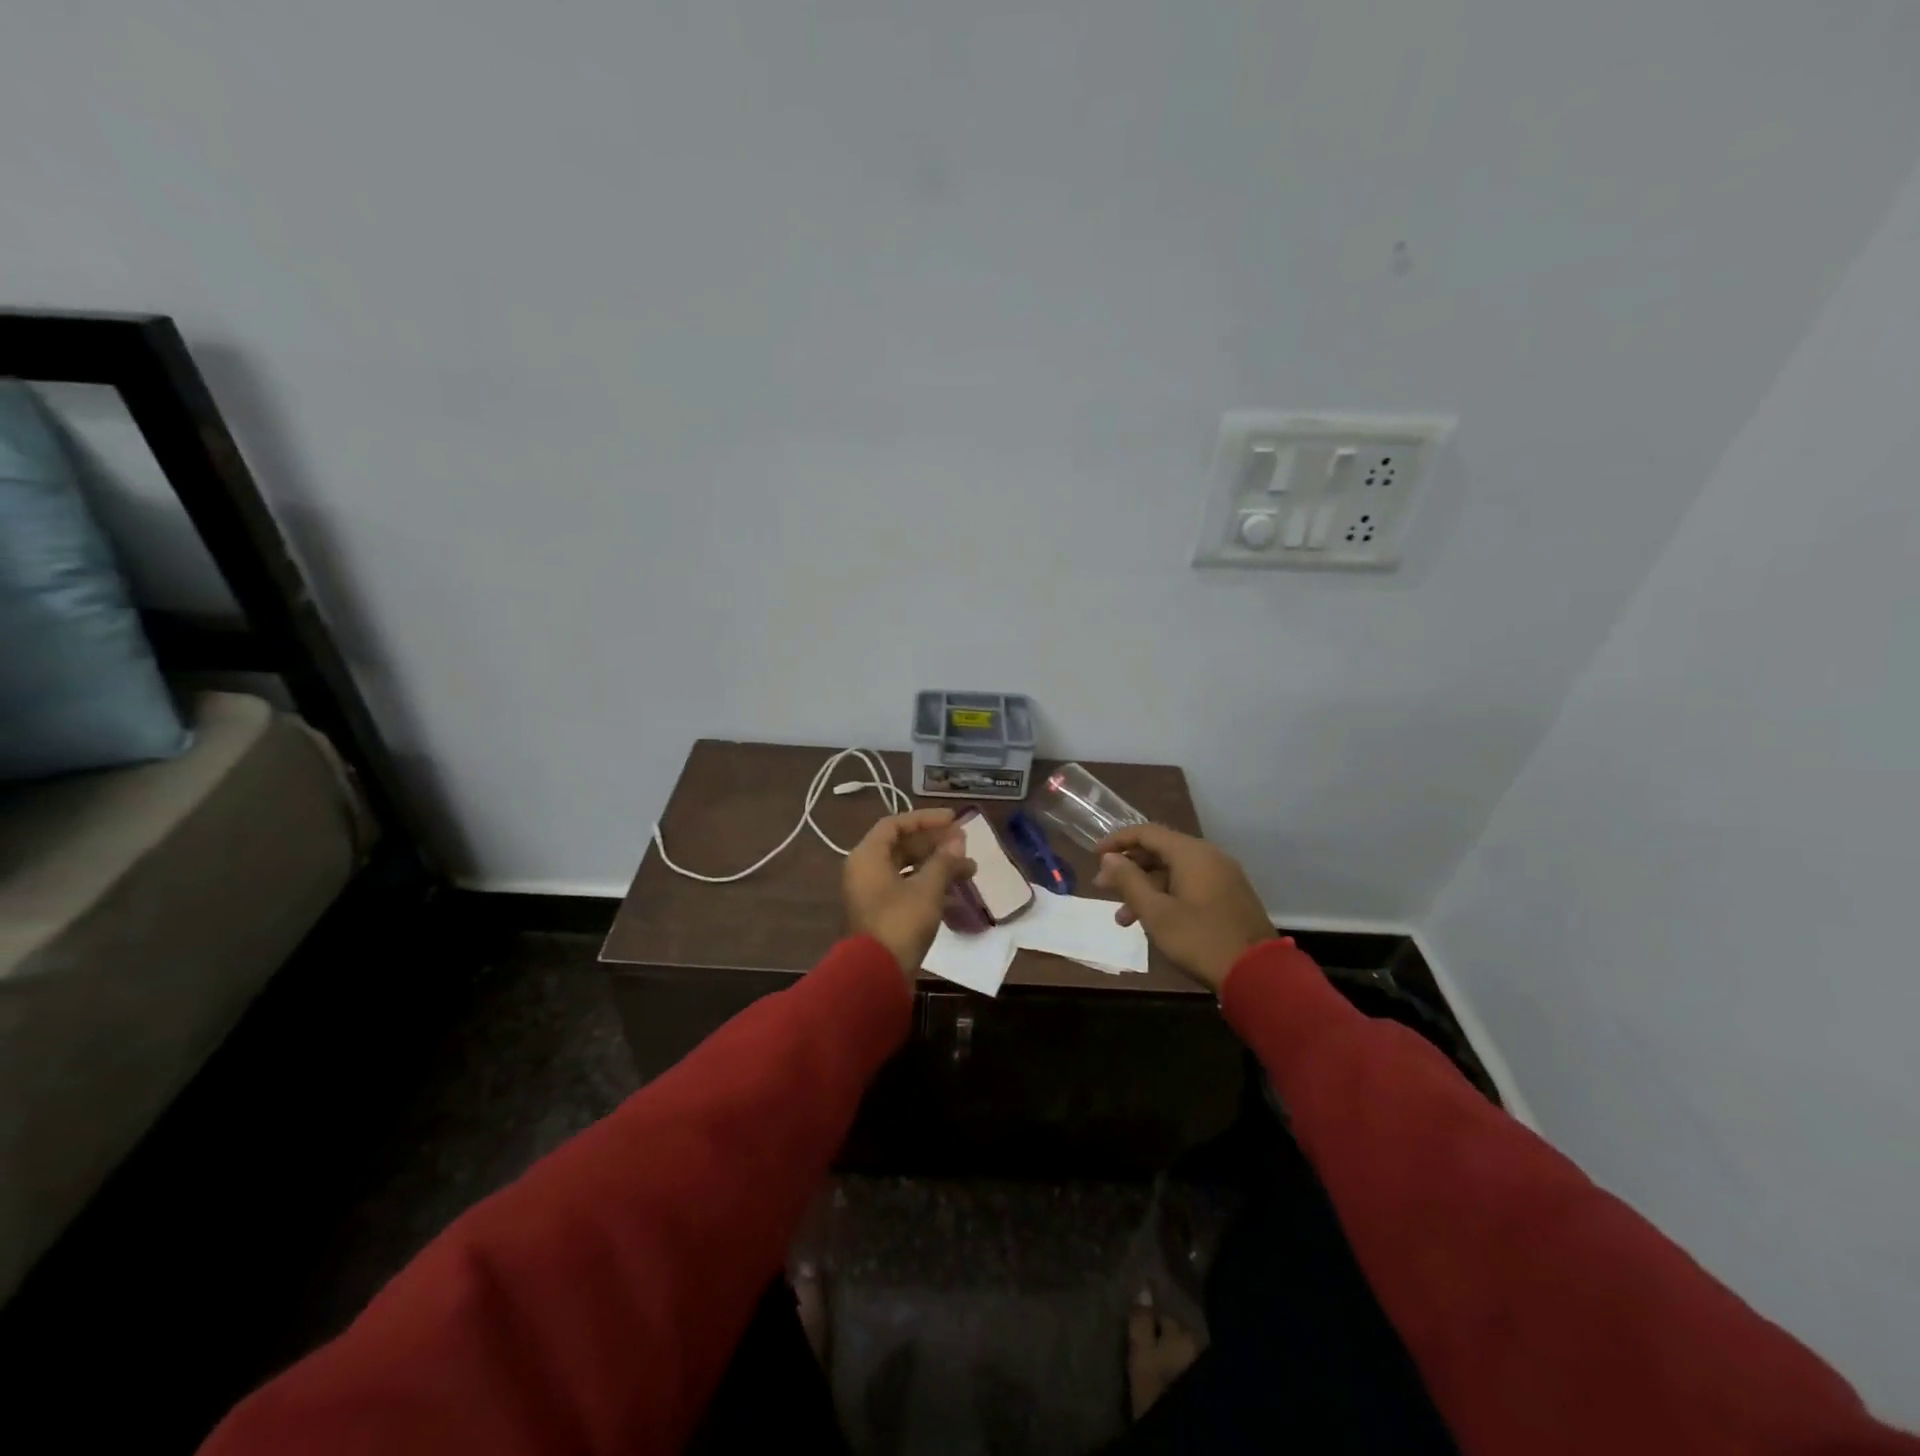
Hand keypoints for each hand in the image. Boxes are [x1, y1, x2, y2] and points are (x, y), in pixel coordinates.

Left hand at [843, 808, 976, 978]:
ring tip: (969, 870)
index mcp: (867, 857)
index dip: (925, 819)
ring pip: (906, 870)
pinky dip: (929, 887)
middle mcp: (864, 871)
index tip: (954, 820)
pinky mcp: (881, 915)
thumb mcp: (927, 889)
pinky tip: (956, 894)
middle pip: (901, 846)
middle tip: (964, 845)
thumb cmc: (900, 923)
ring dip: (936, 867)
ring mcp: (871, 894)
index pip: (895, 825)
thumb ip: (944, 861)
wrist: (875, 976)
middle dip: (935, 845)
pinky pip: (906, 890)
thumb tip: (958, 840)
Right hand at [1093, 825, 1274, 993]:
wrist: (1258, 974)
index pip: (1146, 832)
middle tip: (1103, 888)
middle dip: (1129, 869)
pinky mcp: (1229, 896)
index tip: (1094, 856)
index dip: (1117, 841)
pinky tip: (1152, 921)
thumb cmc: (1200, 939)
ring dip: (1145, 889)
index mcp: (1191, 853)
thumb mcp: (1156, 913)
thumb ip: (1130, 881)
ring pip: (1174, 872)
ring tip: (1123, 919)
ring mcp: (1223, 876)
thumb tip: (1109, 858)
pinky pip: (1190, 885)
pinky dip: (1166, 896)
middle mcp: (1209, 856)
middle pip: (1160, 851)